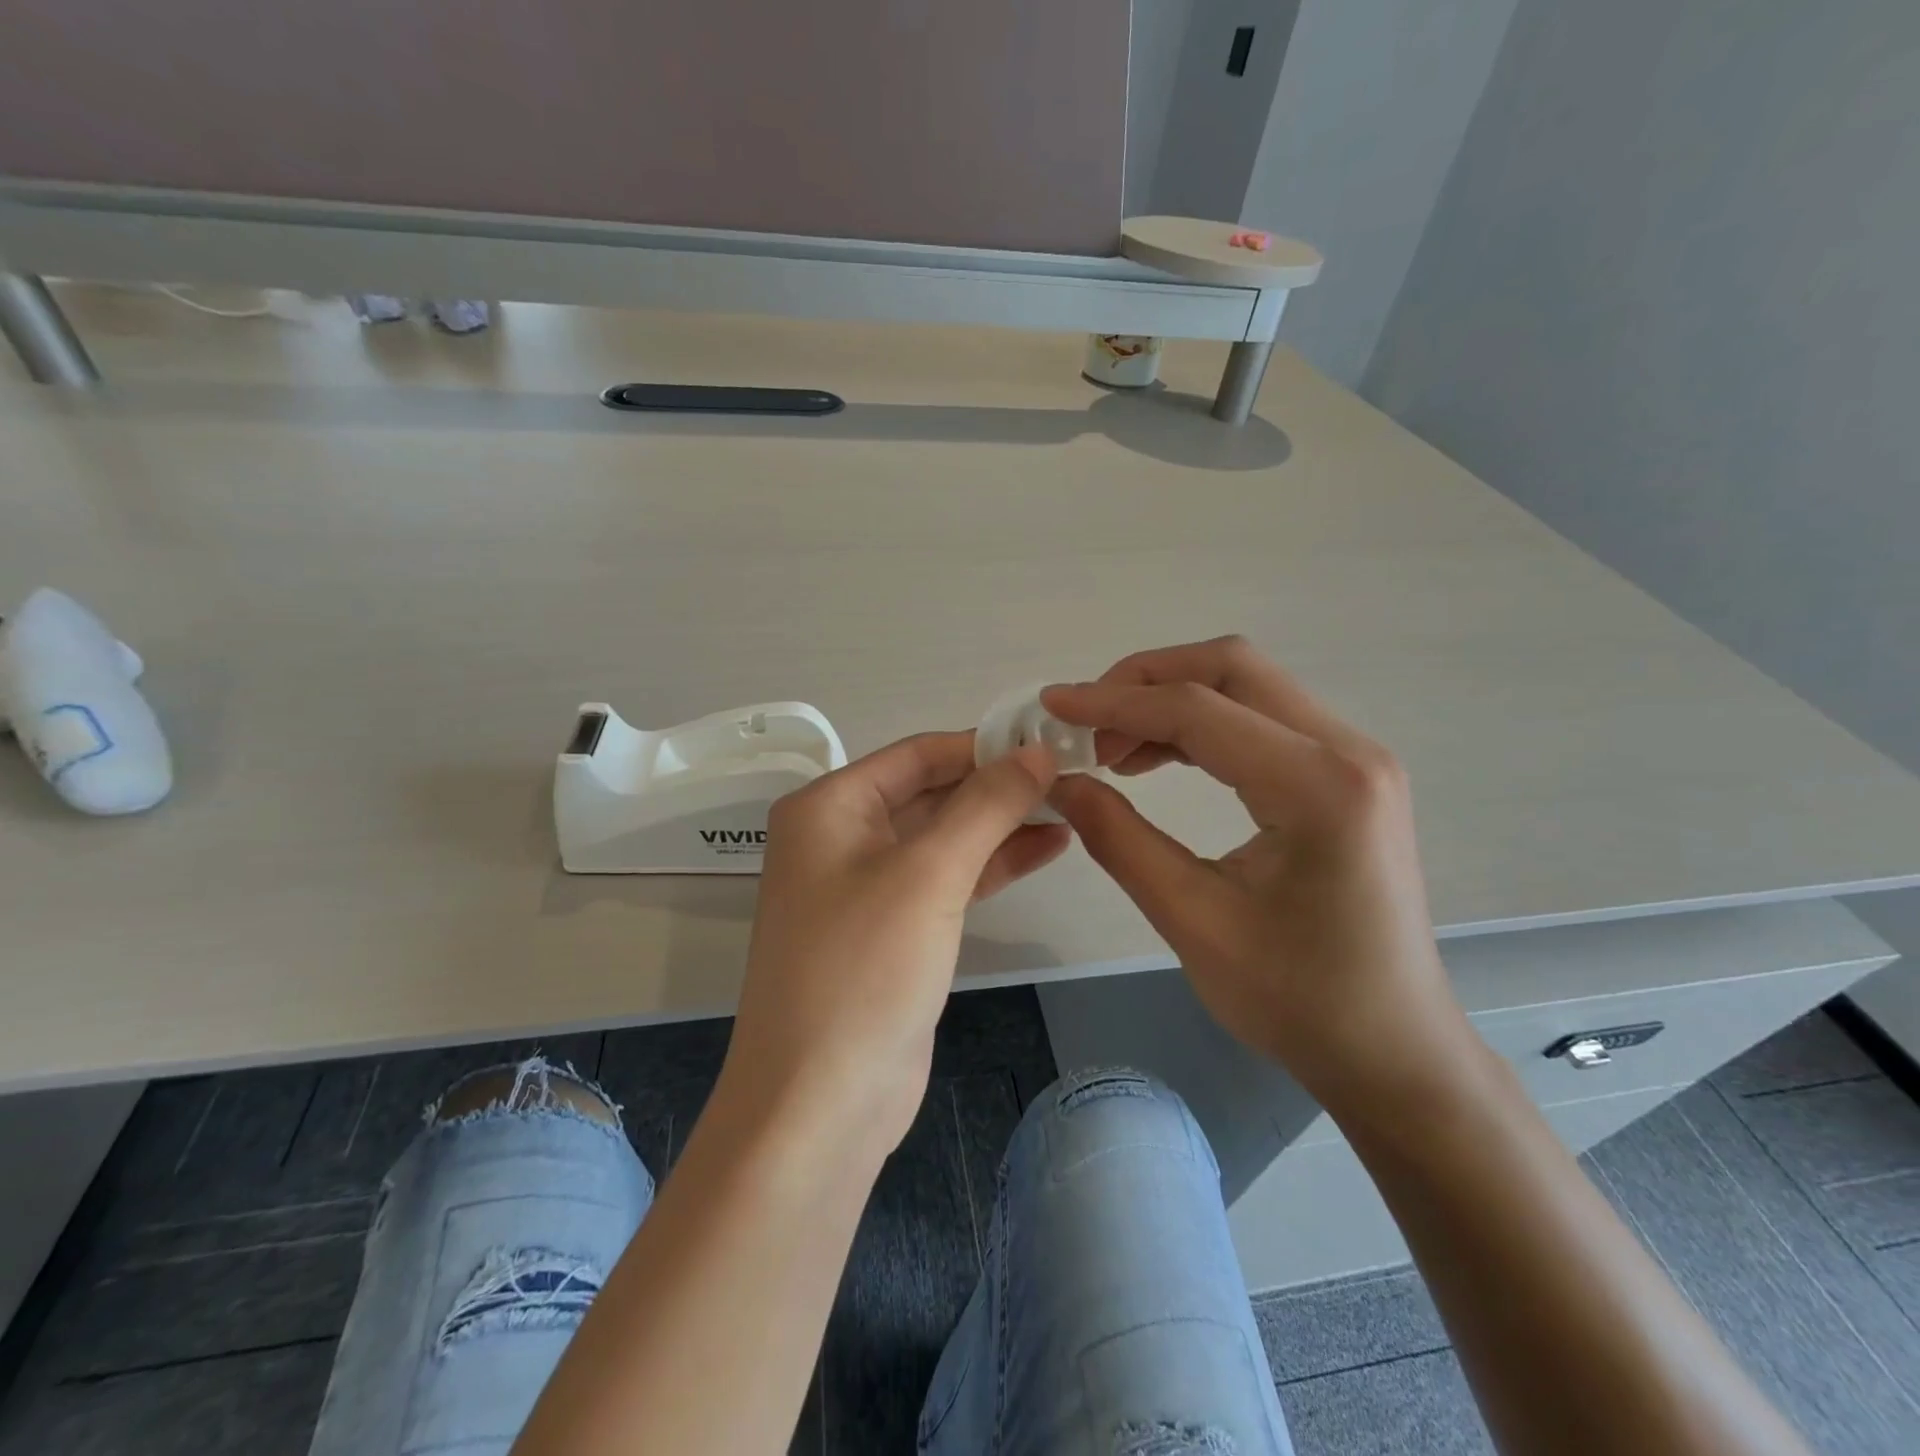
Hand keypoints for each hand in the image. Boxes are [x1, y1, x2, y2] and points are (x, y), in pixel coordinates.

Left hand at [724, 732, 1067, 1153]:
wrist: (820, 1104)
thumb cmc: (864, 970)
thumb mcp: (929, 874)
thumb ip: (986, 805)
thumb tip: (1037, 749)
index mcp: (829, 807)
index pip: (917, 754)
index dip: (983, 744)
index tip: (1050, 740)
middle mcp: (841, 837)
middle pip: (931, 792)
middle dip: (998, 785)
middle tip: (1072, 773)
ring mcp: (867, 886)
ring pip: (945, 836)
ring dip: (1002, 823)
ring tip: (1071, 805)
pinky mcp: (894, 930)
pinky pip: (947, 879)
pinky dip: (994, 863)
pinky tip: (1048, 847)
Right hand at [1044, 637, 1471, 1109]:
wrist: (1392, 1049)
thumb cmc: (1296, 1000)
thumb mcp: (1192, 921)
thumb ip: (1119, 839)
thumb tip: (1060, 781)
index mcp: (1317, 787)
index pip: (1198, 709)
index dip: (1113, 702)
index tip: (1053, 705)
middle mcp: (1347, 751)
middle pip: (1232, 668)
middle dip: (1146, 681)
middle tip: (1087, 722)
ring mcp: (1355, 758)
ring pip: (1248, 686)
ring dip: (1172, 701)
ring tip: (1113, 750)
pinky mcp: (1347, 775)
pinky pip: (1263, 721)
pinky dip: (1203, 726)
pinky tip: (1159, 759)